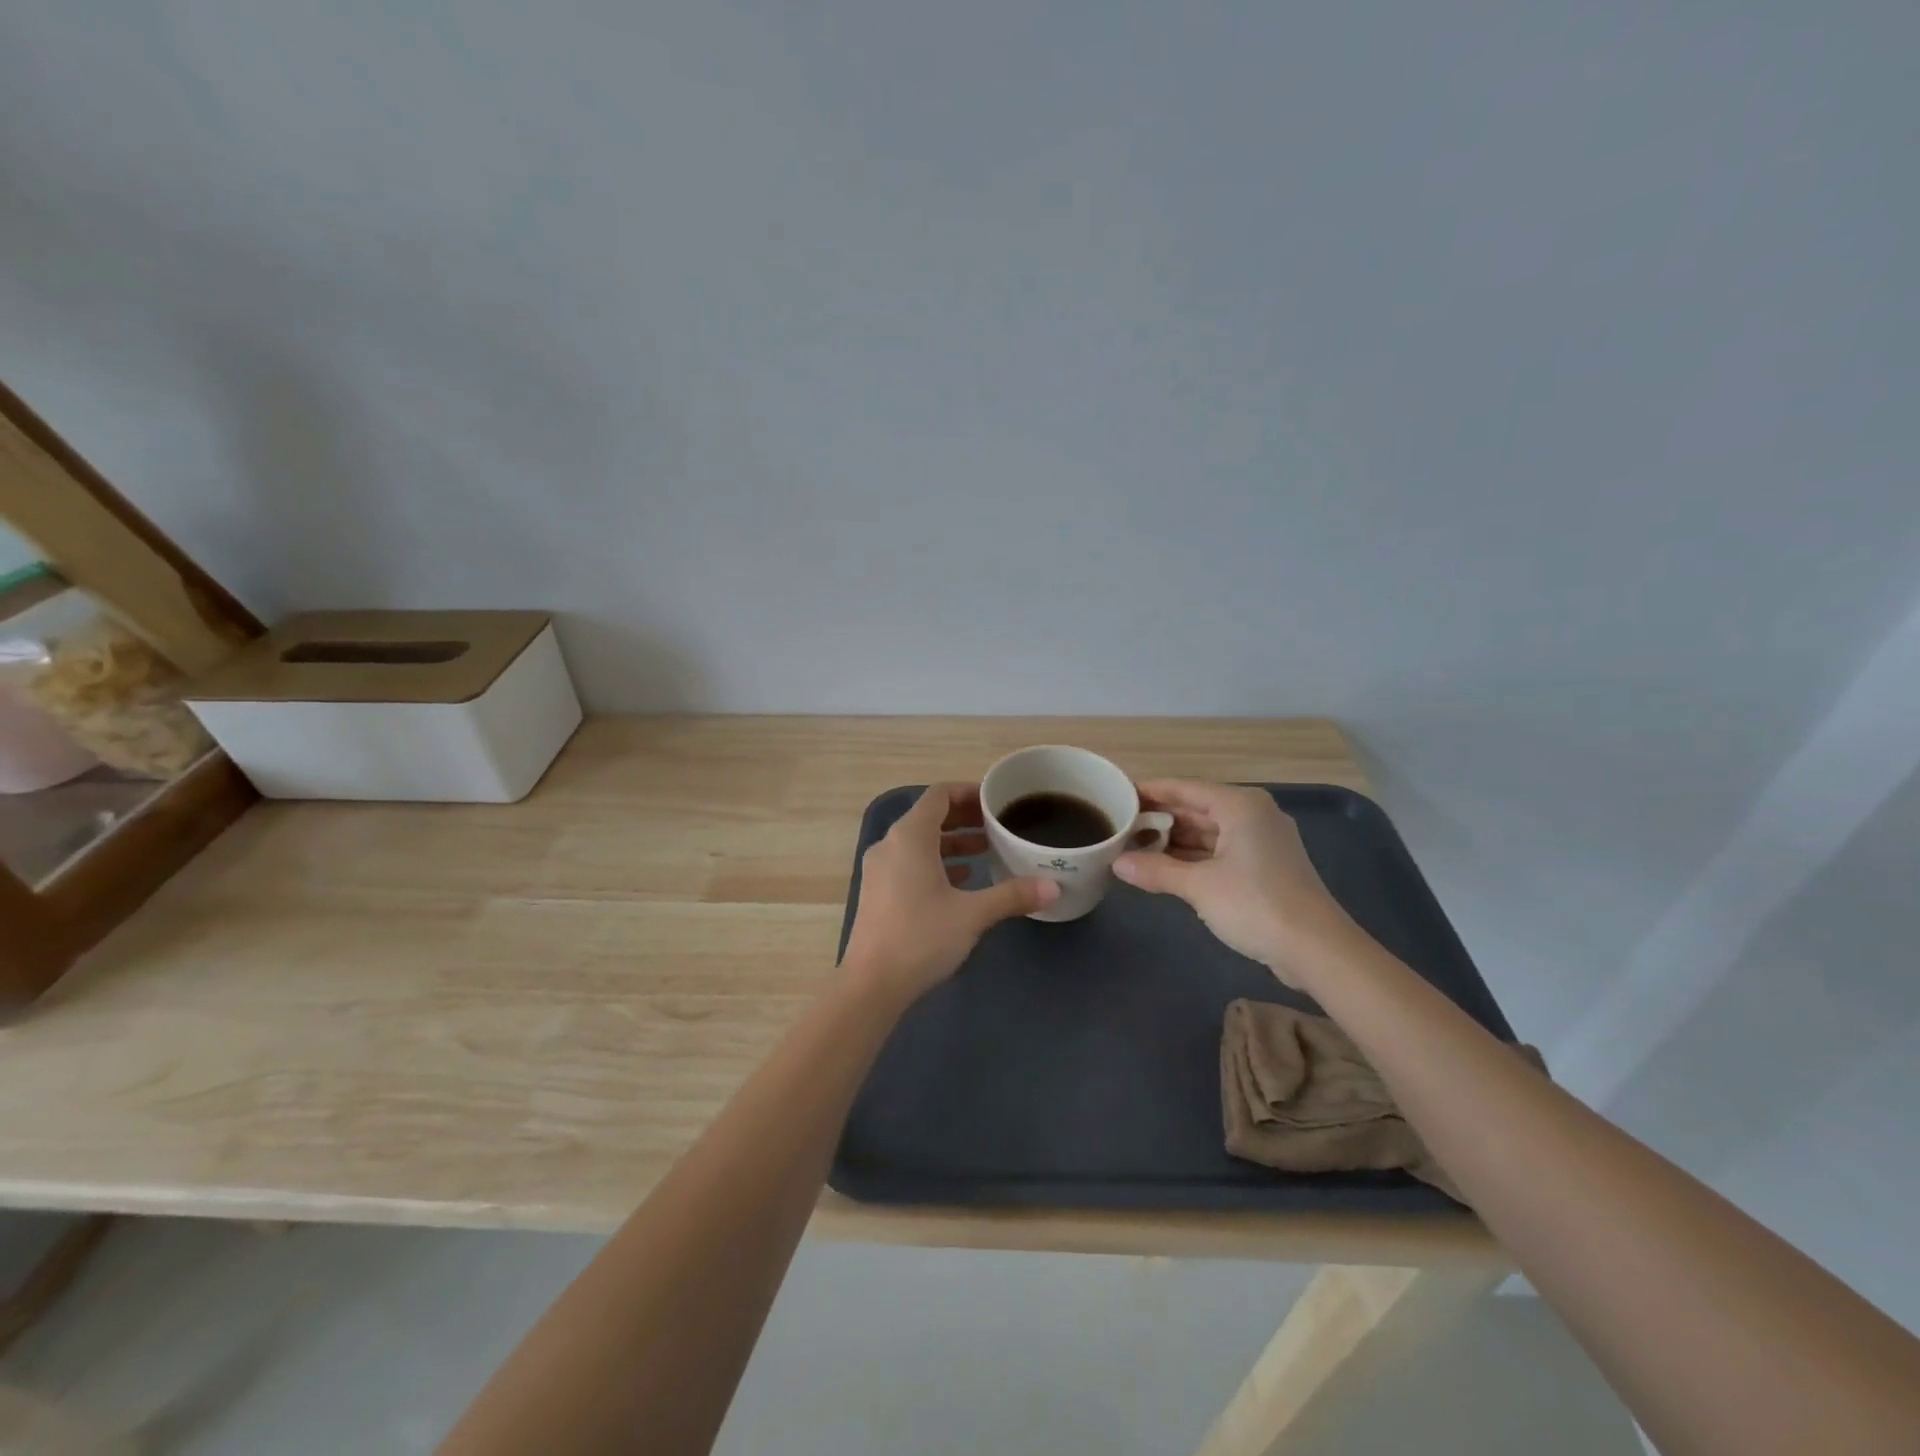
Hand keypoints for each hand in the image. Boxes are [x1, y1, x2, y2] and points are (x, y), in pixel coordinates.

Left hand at [842, 783, 1059, 1003]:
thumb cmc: (921, 938)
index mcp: (910, 836)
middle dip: (964, 817)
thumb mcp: (973, 914)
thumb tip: (1053, 887)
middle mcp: (890, 844)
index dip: (968, 792)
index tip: (996, 802)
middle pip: (929, 816)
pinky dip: (935, 862)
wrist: (872, 984)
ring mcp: (880, 869)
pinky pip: (909, 862)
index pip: (940, 794)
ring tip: (985, 850)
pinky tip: (961, 879)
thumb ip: (1013, 895)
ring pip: (919, 841)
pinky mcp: (878, 892)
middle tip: (997, 825)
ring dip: (951, 841)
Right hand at [1113, 779, 1355, 987]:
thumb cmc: (1255, 904)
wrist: (1316, 949)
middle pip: (1196, 809)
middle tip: (1120, 826)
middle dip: (1160, 820)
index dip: (1150, 792)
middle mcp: (1252, 815)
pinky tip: (1165, 868)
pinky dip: (1194, 858)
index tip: (1118, 795)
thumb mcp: (1199, 886)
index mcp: (1240, 806)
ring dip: (1174, 841)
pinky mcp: (1265, 868)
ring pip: (1208, 832)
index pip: (1185, 788)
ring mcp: (1261, 842)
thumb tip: (1117, 863)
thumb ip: (1156, 870)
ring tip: (1135, 848)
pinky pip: (1220, 852)